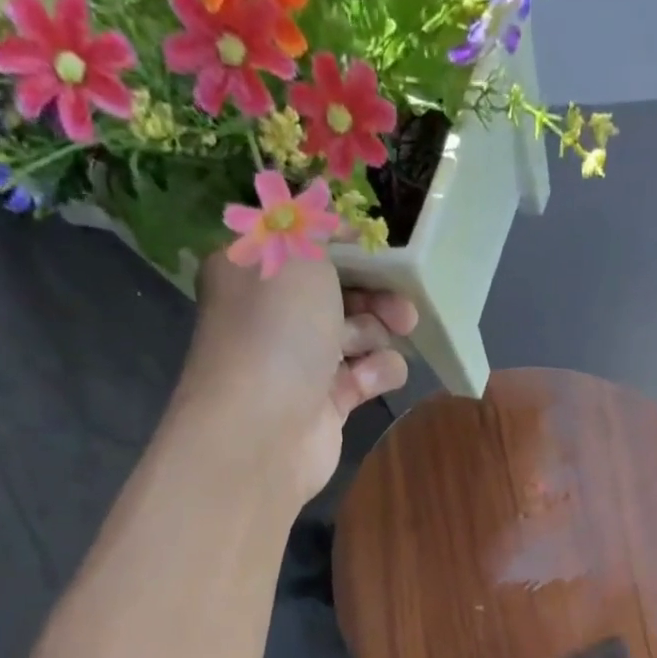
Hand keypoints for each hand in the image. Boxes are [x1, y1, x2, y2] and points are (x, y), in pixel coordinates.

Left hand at [180, 254, 416, 502]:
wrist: (263, 430)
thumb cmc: (277, 331)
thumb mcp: (297, 255)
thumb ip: (319, 232)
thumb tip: (336, 227)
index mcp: (252, 271)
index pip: (304, 246)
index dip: (346, 246)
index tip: (382, 250)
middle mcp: (272, 315)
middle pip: (338, 292)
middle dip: (375, 292)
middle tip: (404, 301)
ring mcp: (299, 361)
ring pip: (356, 333)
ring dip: (379, 330)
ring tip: (395, 332)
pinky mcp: (324, 402)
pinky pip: (363, 376)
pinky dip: (377, 372)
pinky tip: (375, 377)